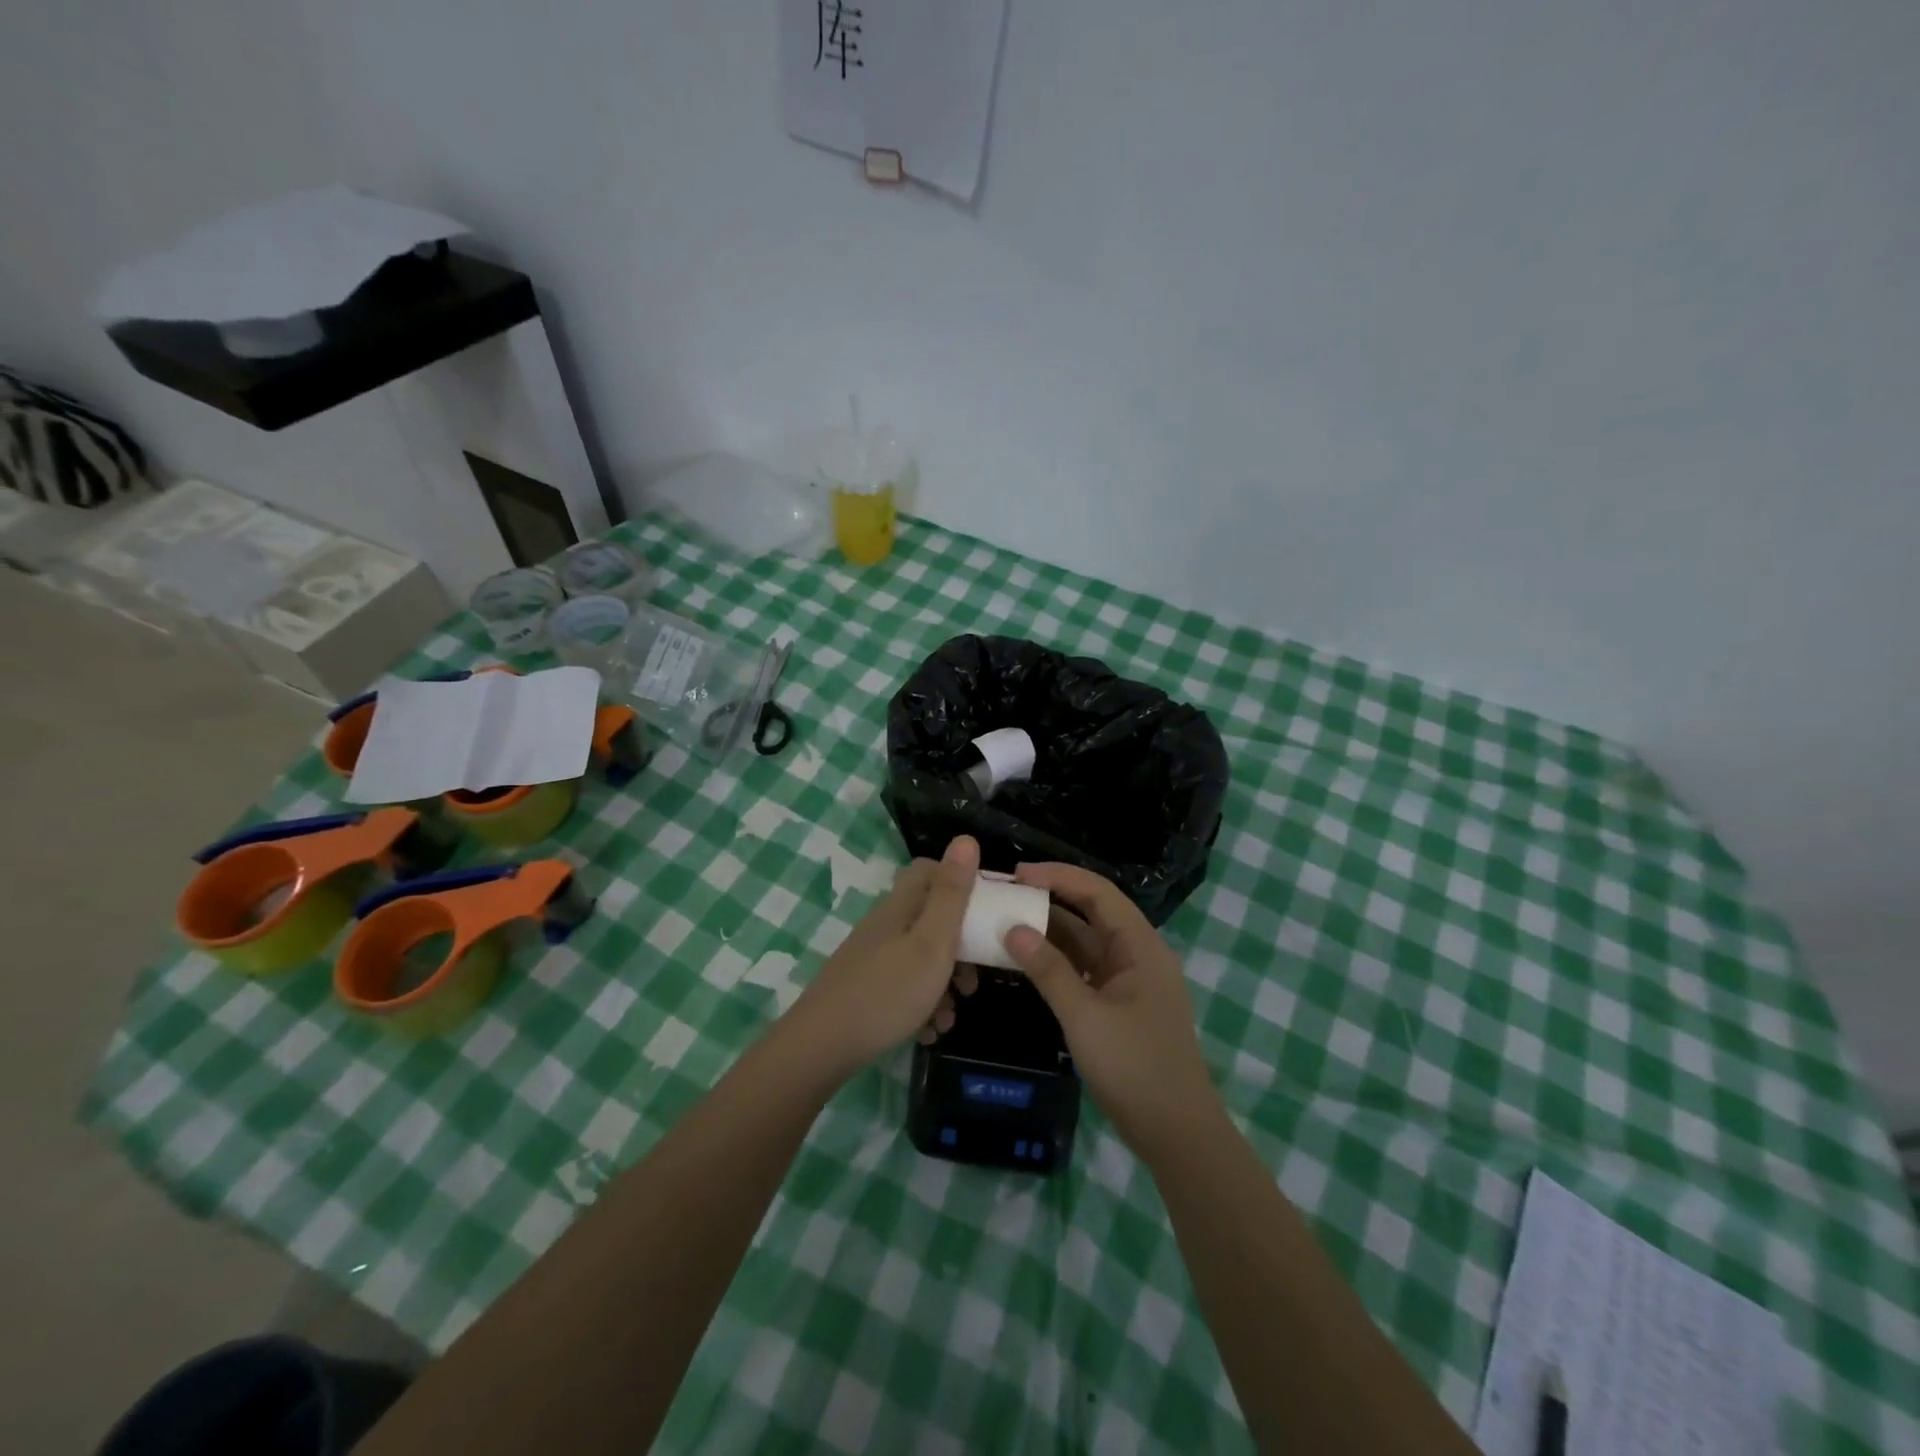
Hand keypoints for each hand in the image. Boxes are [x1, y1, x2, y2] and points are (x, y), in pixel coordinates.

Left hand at [783, 835, 978, 1080]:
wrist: (821, 1047)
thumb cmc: (888, 991)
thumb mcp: (932, 942)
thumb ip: (952, 894)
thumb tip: (965, 838)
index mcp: (901, 906)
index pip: (929, 871)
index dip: (959, 882)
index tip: (986, 910)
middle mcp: (885, 925)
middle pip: (930, 919)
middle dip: (959, 947)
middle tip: (973, 980)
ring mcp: (872, 957)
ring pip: (920, 958)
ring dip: (943, 984)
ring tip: (952, 1016)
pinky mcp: (864, 988)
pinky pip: (903, 987)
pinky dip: (921, 1005)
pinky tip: (928, 1031)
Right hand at [1004, 863, 1219, 1159]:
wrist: (1176, 1134)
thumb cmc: (1134, 1067)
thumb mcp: (1084, 1016)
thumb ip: (1048, 970)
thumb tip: (1013, 929)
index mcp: (1141, 946)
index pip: (1098, 892)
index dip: (1058, 876)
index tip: (1017, 875)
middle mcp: (1138, 954)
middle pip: (1092, 913)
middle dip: (1050, 899)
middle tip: (1006, 895)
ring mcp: (1129, 981)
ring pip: (1085, 943)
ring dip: (1050, 932)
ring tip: (1007, 921)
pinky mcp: (1119, 1006)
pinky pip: (1084, 970)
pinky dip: (1057, 962)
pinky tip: (1026, 961)